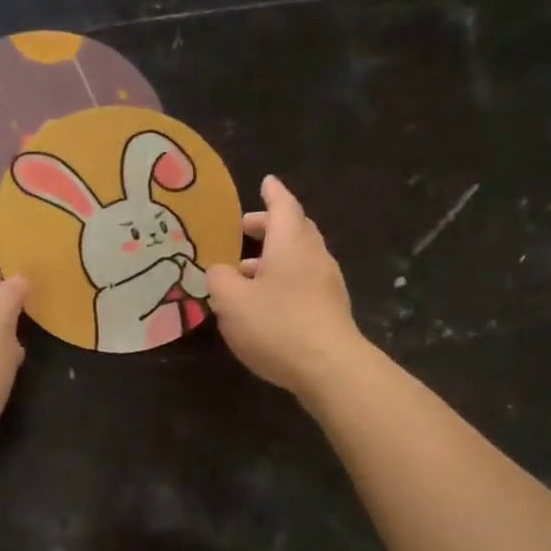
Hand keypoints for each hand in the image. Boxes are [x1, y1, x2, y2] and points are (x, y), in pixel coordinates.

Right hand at [205, 175, 366, 398]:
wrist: (329, 368)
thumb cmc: (277, 325)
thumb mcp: (231, 301)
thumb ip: (219, 279)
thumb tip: (219, 270)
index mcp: (290, 243)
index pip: (283, 206)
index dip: (272, 193)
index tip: (265, 182)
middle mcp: (313, 256)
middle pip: (295, 230)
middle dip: (269, 226)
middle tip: (243, 229)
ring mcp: (327, 284)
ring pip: (299, 258)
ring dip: (273, 258)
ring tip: (244, 272)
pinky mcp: (330, 310)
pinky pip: (304, 282)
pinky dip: (283, 280)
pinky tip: (265, 302)